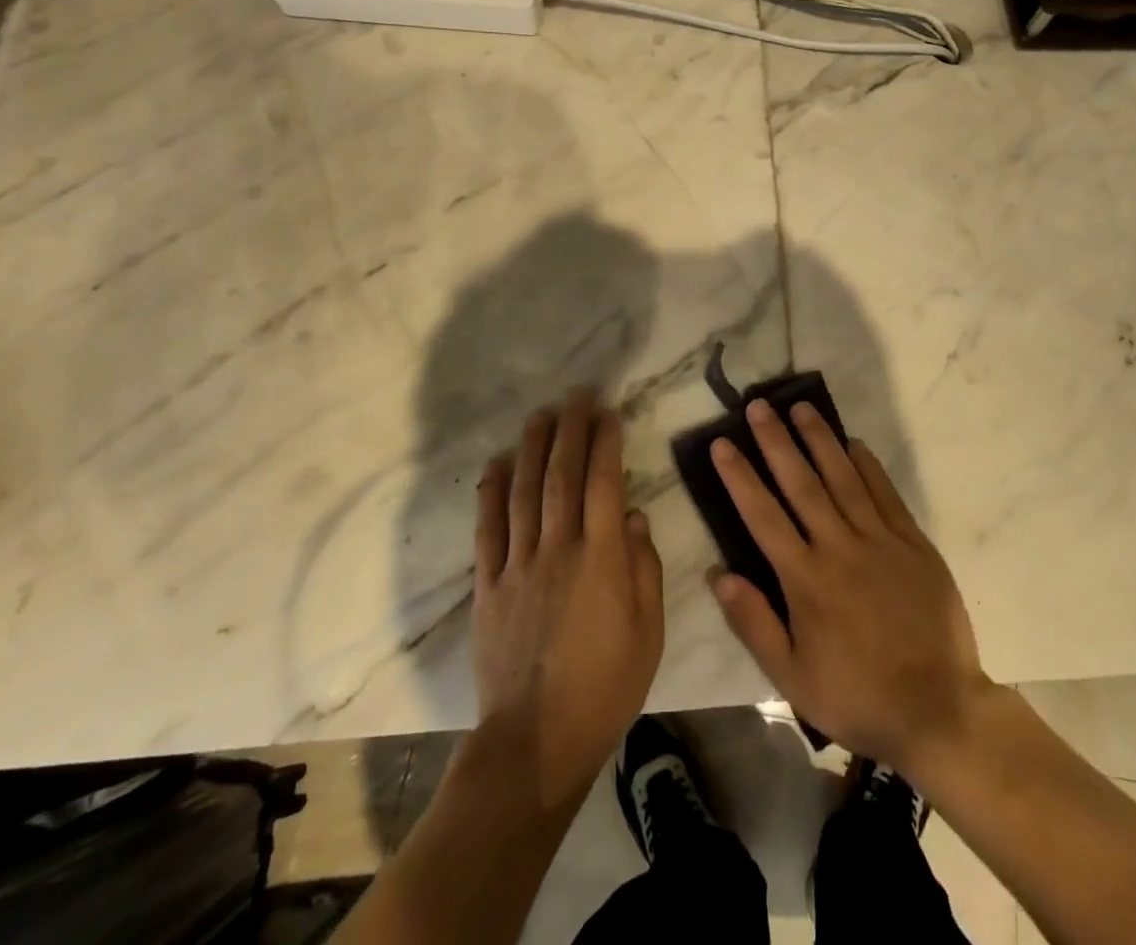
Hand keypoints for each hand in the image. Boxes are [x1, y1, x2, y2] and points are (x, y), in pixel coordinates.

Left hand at [472, 390, 664, 807]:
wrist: (537, 740)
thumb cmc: (606, 686)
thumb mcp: (648, 631)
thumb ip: (644, 568)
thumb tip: (634, 516)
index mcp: (602, 558)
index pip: (604, 484)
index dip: (606, 443)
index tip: (609, 413)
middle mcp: (558, 548)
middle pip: (562, 476)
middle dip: (569, 430)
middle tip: (575, 395)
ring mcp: (518, 565)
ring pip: (523, 492)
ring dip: (531, 448)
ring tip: (539, 415)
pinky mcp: (488, 586)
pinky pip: (487, 529)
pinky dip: (490, 492)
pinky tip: (496, 464)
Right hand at [708, 400, 992, 774]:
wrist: (938, 711)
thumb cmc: (857, 697)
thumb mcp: (792, 678)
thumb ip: (754, 623)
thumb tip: (719, 574)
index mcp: (806, 580)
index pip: (763, 516)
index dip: (740, 477)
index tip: (722, 444)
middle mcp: (840, 548)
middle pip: (802, 484)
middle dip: (777, 442)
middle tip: (759, 405)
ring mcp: (880, 541)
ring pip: (844, 478)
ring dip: (820, 440)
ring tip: (801, 407)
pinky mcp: (913, 544)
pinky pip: (886, 494)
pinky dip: (868, 466)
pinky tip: (854, 443)